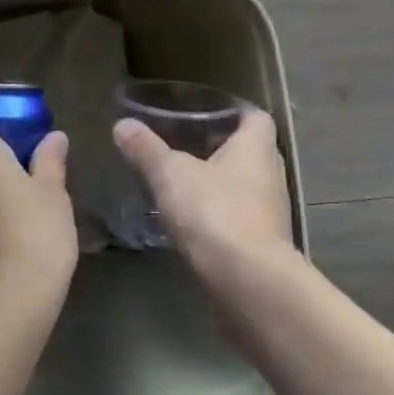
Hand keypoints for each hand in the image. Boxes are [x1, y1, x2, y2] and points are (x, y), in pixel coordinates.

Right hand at [113, 109, 299, 286]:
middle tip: (181, 144)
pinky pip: (238, 216)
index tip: (201, 113)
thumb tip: (123, 125)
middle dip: (217, 147)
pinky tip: (187, 219)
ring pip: (242, 185)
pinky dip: (217, 213)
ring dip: (216, 183)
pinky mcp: (262, 244)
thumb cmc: (214, 212)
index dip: (231, 112)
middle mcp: (270, 174)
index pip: (253, 117)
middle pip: (247, 151)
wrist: (247, 282)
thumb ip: (146, 149)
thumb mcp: (170, 174)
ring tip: (179, 181)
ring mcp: (270, 212)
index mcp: (256, 147)